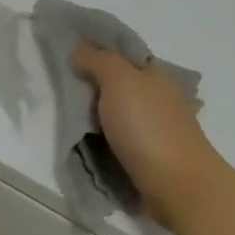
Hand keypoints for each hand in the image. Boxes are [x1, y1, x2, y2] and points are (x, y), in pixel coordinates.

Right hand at [73, 45, 226, 228]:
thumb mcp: (120, 81)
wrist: (178, 186)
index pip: (122, 55)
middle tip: (56, 89)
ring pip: (116, 114)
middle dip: (90, 86)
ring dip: (94, 116)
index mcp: (156, 75)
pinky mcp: (150, 156)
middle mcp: (159, 98)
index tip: (64, 56)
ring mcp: (156, 129)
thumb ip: (98, 61)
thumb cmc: (148, 128)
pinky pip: (118, 139)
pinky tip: (85, 141)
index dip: (95, 52)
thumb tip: (80, 48)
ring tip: (64, 118)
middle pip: (117, 85)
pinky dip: (102, 138)